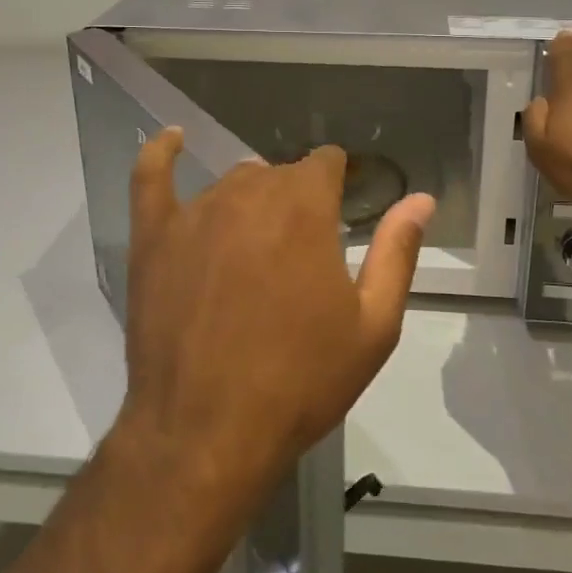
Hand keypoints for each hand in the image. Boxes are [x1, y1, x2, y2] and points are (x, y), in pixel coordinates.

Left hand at [114, 130, 434, 520]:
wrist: (207, 433)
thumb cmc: (301, 380)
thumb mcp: (373, 325)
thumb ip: (397, 252)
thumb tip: (420, 199)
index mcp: (305, 206)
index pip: (326, 163)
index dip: (337, 184)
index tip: (340, 212)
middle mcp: (250, 193)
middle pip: (280, 175)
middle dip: (297, 202)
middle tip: (300, 258)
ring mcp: (195, 212)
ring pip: (232, 183)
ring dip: (252, 202)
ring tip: (254, 249)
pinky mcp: (153, 237)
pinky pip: (151, 178)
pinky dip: (161, 153)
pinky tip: (171, 139)